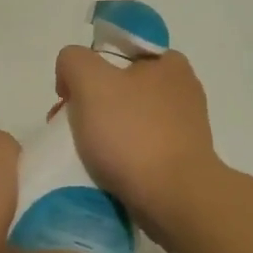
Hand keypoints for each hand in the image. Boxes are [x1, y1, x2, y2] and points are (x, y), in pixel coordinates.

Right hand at [53, 47, 220, 236]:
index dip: (90, 68)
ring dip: (102, 132)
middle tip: (67, 126)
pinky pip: (140, 149)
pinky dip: (119, 157)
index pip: (119, 52)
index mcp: (170, 63)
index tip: (71, 94)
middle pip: (120, 87)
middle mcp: (182, 91)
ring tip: (80, 153)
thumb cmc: (133, 133)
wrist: (175, 200)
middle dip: (90, 104)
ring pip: (128, 120)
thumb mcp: (90, 80)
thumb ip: (73, 60)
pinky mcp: (181, 161)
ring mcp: (185, 129)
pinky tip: (103, 171)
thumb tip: (71, 77)